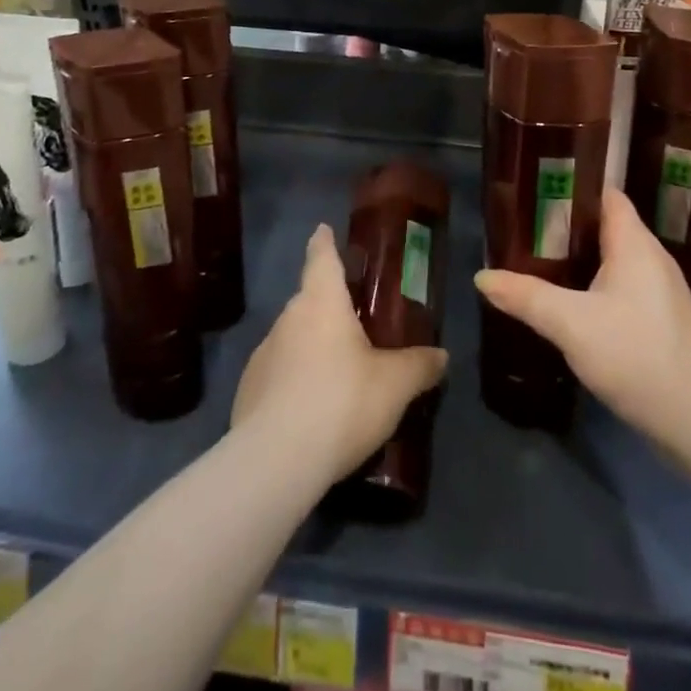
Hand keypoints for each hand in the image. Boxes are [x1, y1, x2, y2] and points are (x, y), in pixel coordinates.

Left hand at [233, 224, 448, 483]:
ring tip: (337, 373)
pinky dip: (294, 380)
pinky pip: (278, 373)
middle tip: (355, 320)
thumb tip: (442, 356)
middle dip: (329, 305)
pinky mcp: (248, 390)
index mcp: (322, 302)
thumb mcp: (395, 385)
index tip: (324, 229)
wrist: (276, 461)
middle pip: (309, 299)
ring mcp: (263, 353)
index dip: (324, 241)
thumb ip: (420, 366)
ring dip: (312, 346)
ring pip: (293, 337)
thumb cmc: (342, 402)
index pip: (321, 257)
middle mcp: (289, 318)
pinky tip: (311, 409)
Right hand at [475, 189, 690, 454]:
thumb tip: (481, 277)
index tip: (532, 189)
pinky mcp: (656, 318)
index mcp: (634, 242)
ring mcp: (656, 289)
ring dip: (575, 257)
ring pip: (609, 258)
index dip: (571, 185)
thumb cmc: (637, 354)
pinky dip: (589, 284)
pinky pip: (617, 285)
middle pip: (603, 224)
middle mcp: (649, 256)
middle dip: (563, 224)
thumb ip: (526, 297)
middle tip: (520, 228)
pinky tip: (564, 301)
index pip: (604, 194)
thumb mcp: (571, 324)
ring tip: (532, 259)